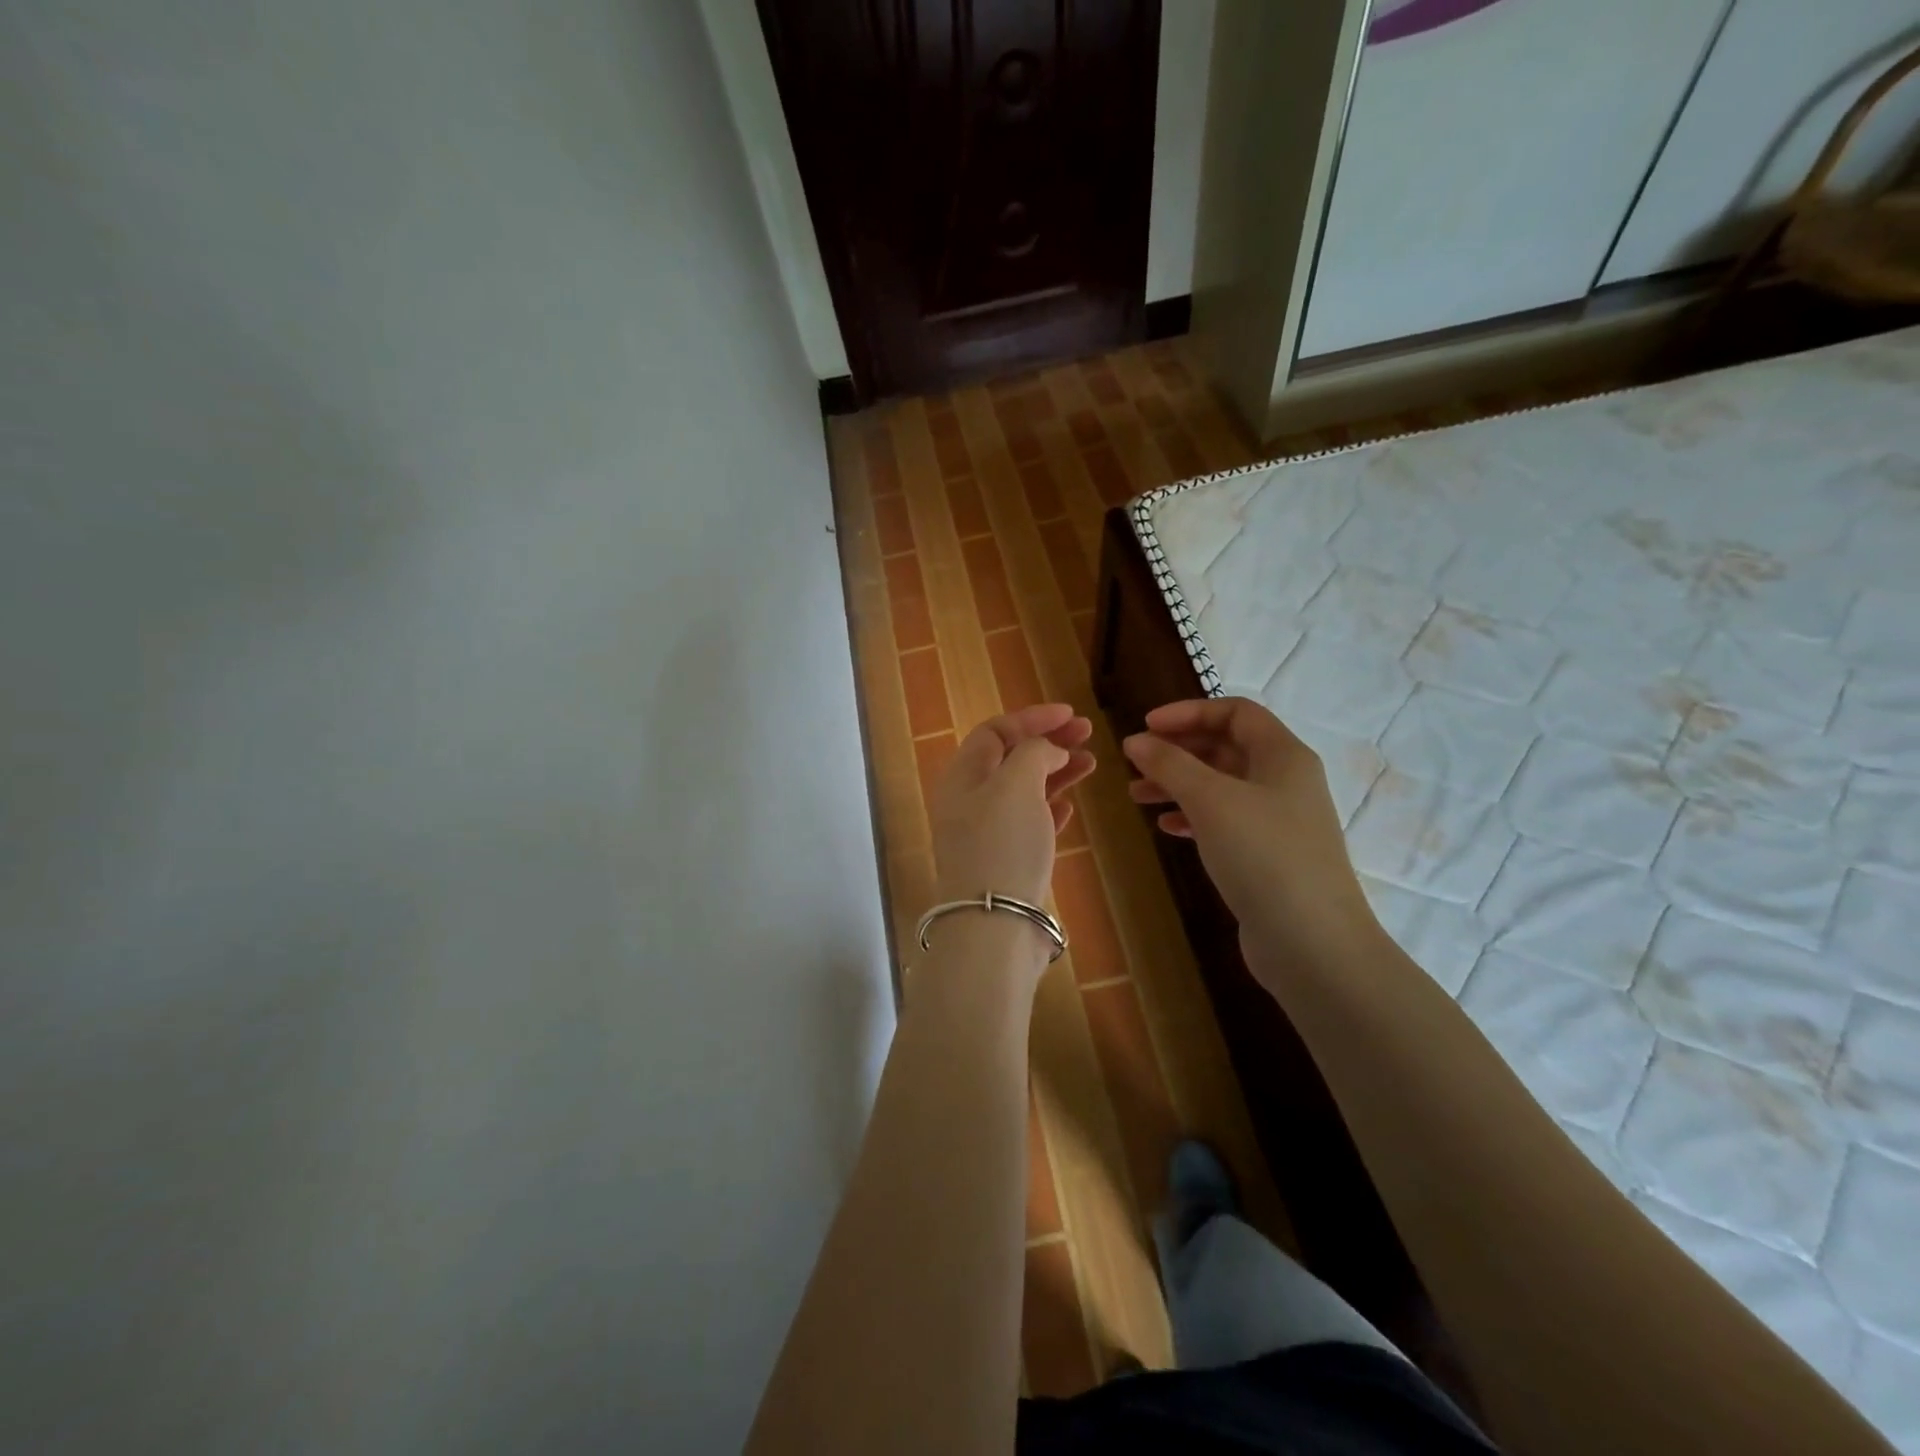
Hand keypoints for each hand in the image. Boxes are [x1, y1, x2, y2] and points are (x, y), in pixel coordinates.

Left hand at [930, 704, 1095, 908]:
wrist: (994, 922)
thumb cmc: (1003, 843)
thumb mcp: (1017, 783)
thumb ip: (1034, 753)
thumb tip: (1048, 750)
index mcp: (963, 776)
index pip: (995, 731)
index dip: (1032, 718)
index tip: (1070, 714)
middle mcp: (969, 801)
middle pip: (1010, 758)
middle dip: (1048, 742)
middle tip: (1087, 734)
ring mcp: (987, 833)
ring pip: (1023, 790)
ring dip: (1055, 772)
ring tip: (1091, 764)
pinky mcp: (1005, 860)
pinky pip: (1029, 822)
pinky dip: (1049, 807)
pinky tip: (1070, 806)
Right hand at [1123, 698, 1380, 972]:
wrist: (1311, 943)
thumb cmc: (1262, 855)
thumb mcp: (1210, 800)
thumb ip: (1170, 764)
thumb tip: (1136, 740)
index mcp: (1283, 755)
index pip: (1235, 712)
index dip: (1188, 712)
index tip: (1146, 727)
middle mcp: (1285, 781)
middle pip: (1226, 748)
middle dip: (1178, 750)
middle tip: (1136, 762)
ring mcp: (1279, 821)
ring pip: (1221, 786)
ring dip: (1179, 784)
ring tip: (1137, 795)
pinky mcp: (1268, 856)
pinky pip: (1225, 821)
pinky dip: (1193, 816)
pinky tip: (1166, 827)